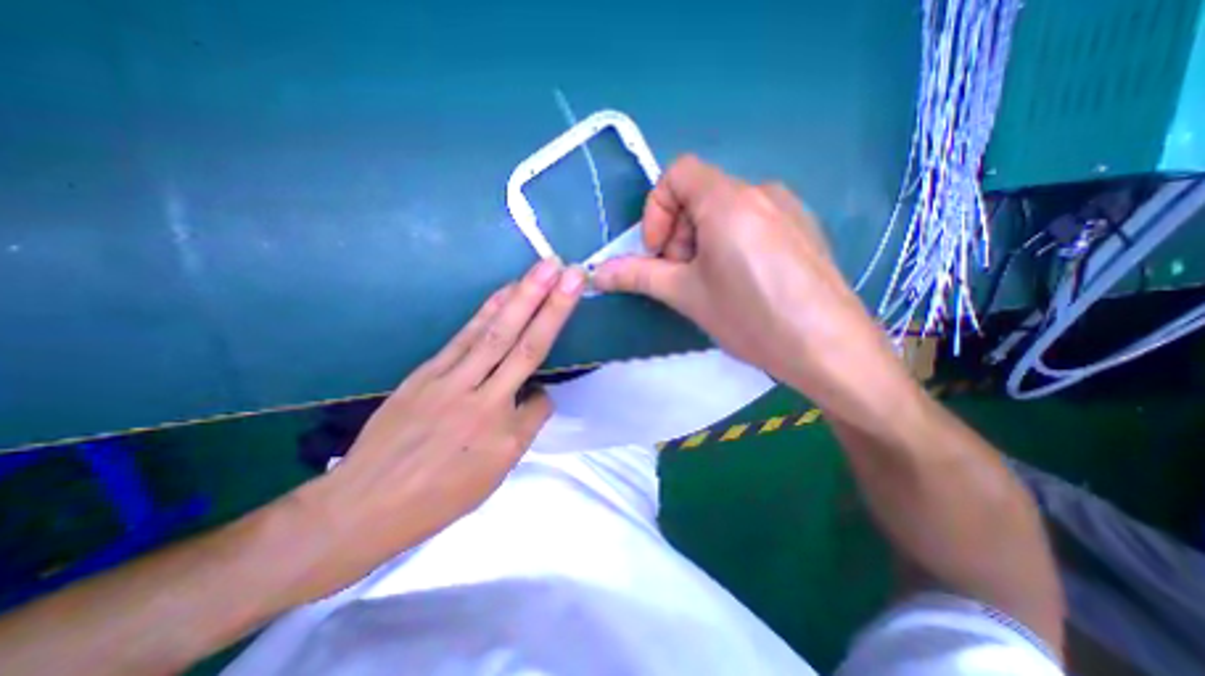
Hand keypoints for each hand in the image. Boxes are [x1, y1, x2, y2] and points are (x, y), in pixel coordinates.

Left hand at [298, 260, 582, 587]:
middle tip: (568, 273)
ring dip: (521, 297)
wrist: (364, 505)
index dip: (548, 392)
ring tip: (542, 269)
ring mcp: (450, 380)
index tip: (549, 383)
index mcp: (503, 435)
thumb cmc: (437, 497)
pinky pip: (465, 336)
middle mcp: (481, 400)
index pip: (541, 400)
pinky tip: (504, 293)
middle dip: (550, 306)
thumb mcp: (492, 476)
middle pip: (523, 346)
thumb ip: (523, 430)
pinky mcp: (427, 371)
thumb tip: (535, 395)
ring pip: (494, 332)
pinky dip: (488, 311)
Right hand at [593, 155, 914, 414]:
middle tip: (683, 276)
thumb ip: (638, 276)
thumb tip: (596, 273)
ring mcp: (787, 208)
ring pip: (725, 210)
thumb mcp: (687, 294)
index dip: (657, 209)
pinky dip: (731, 242)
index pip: (678, 173)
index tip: (659, 252)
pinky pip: (753, 221)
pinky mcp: (802, 228)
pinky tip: (742, 281)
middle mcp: (761, 191)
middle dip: (679, 233)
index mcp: (729, 200)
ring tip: (711, 283)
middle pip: (701, 194)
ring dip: (703, 240)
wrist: (829, 347)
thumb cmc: (750, 316)